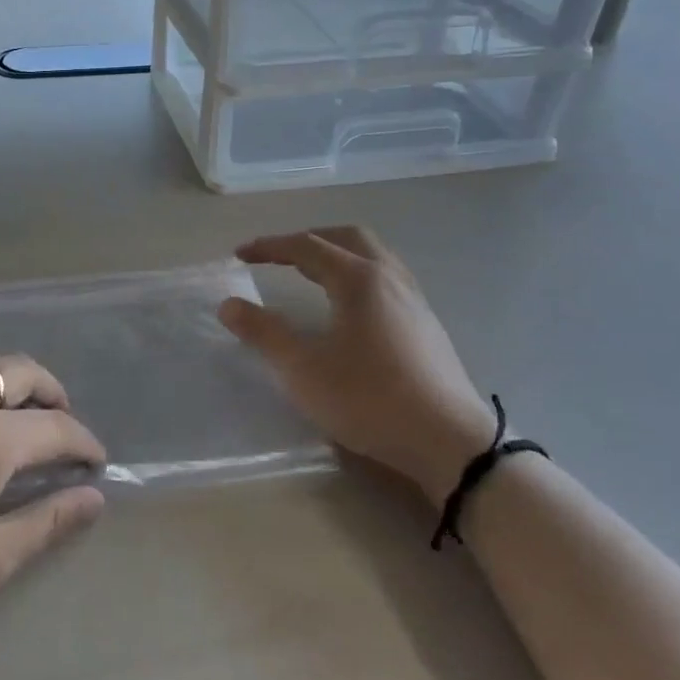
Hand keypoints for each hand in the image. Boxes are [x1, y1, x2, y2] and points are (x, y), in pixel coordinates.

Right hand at [219, 227, 495, 502]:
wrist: (451, 442)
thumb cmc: (370, 399)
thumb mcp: (304, 370)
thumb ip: (264, 333)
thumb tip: (229, 305)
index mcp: (358, 279)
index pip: (306, 247)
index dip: (270, 247)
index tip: (240, 254)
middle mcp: (389, 277)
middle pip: (346, 237)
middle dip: (308, 239)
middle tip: (280, 255)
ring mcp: (414, 299)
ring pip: (372, 255)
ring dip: (337, 253)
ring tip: (312, 274)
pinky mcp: (427, 324)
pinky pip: (386, 277)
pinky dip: (358, 274)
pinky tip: (350, 307)